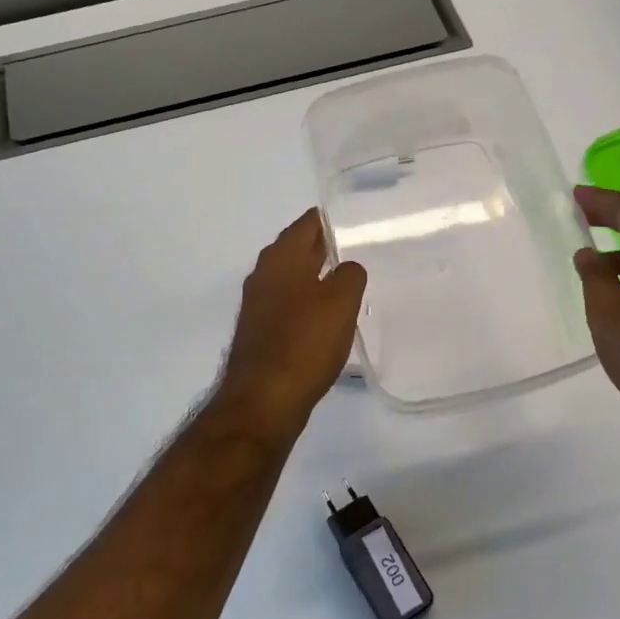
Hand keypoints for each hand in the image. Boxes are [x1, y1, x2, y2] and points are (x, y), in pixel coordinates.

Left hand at [214, 209, 366, 443]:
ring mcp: (259, 305)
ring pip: (293, 278)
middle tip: (360, 248)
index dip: (332, 219)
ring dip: (317, 277)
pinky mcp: (261, 332)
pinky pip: (289, 306)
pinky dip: (308, 303)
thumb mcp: (340, 301)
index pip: (308, 223)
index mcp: (281, 258)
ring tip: (350, 282)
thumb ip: (349, 274)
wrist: (264, 399)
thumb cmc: (304, 342)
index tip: (357, 219)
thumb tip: (347, 268)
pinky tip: (328, 318)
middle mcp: (264, 274)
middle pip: (298, 249)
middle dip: (325, 247)